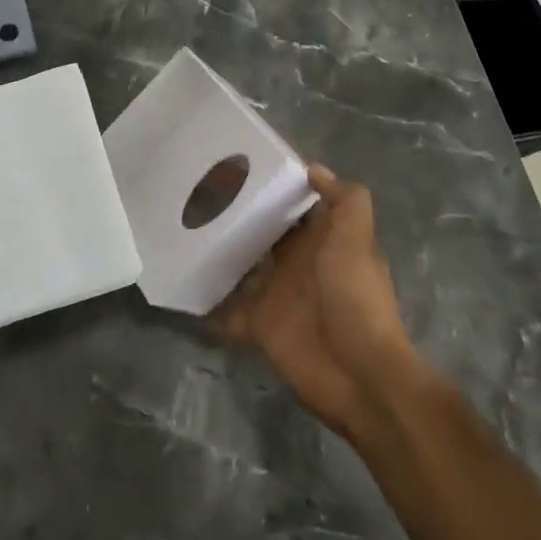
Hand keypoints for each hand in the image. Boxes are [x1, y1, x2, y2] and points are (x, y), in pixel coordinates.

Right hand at [210, 164, 419, 441]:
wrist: (359, 373)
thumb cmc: (355, 298)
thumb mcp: (356, 241)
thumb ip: (344, 202)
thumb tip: (314, 167)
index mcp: (320, 241)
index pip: (293, 207)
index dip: (272, 188)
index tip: (237, 166)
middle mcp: (296, 263)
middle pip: (263, 234)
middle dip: (236, 218)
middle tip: (196, 192)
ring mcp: (276, 294)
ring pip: (242, 267)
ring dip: (218, 256)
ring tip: (181, 230)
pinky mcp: (259, 326)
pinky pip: (228, 312)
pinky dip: (210, 305)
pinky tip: (184, 285)